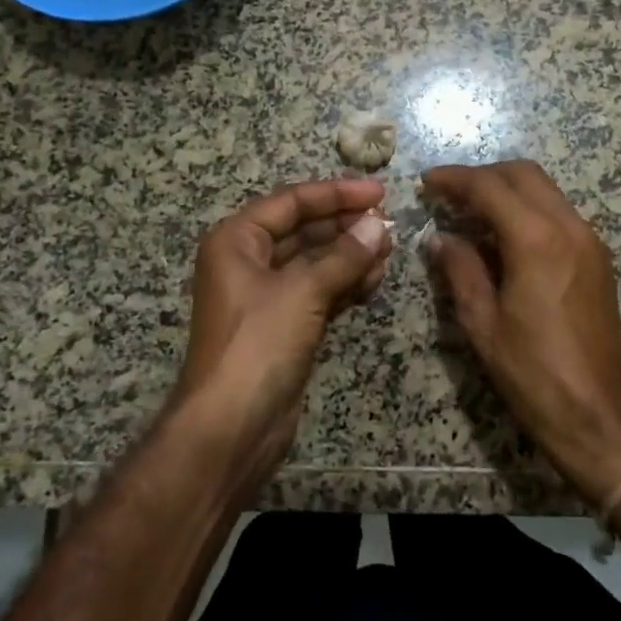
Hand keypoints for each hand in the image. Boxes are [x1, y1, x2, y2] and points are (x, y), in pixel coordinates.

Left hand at [173, 178, 392, 496]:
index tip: (380, 192)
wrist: (231, 428)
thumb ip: (344, 256)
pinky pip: (319, 291)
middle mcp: (248, 261)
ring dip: (351, 254)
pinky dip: (345, 283)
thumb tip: (379, 225)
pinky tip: (376, 278)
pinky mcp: (285, 326)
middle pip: (304, 230)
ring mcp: (267, 296)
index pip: (292, 202)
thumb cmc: (258, 345)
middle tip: (389, 223)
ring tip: (390, 249)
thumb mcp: (302, 291)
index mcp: (237, 240)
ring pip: (315, 262)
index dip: (337, 193)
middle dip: (346, 225)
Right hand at [421, 161, 620, 502]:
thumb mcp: (482, 322)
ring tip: (472, 211)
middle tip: (449, 194)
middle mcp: (569, 227)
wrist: (597, 413)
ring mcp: (590, 240)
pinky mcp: (598, 257)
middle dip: (483, 175)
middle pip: (524, 174)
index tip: (427, 182)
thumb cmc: (532, 371)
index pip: (490, 187)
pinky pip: (560, 212)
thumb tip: (440, 238)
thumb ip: (460, 269)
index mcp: (536, 240)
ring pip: (546, 190)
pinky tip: (505, 235)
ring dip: (508, 189)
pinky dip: (529, 208)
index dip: (455, 179)